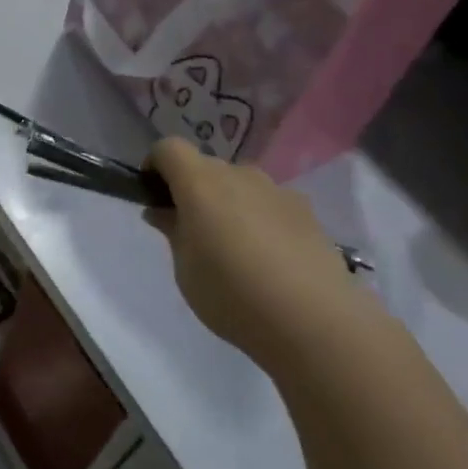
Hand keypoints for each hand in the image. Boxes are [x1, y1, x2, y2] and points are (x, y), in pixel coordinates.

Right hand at [144, 139, 378, 368]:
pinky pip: (268, 203)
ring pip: (239, 184)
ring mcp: (277, 190)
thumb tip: (161, 210)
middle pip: (205, 166)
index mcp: (201, 183)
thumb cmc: (232, 293)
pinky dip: (257, 217)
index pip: (169, 148)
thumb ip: (172, 231)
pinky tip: (267, 259)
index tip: (153, 197)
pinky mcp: (306, 211)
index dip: (155, 166)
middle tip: (189, 231)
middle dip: (191, 189)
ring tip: (232, 249)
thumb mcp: (185, 268)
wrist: (314, 320)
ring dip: (227, 203)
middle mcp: (240, 175)